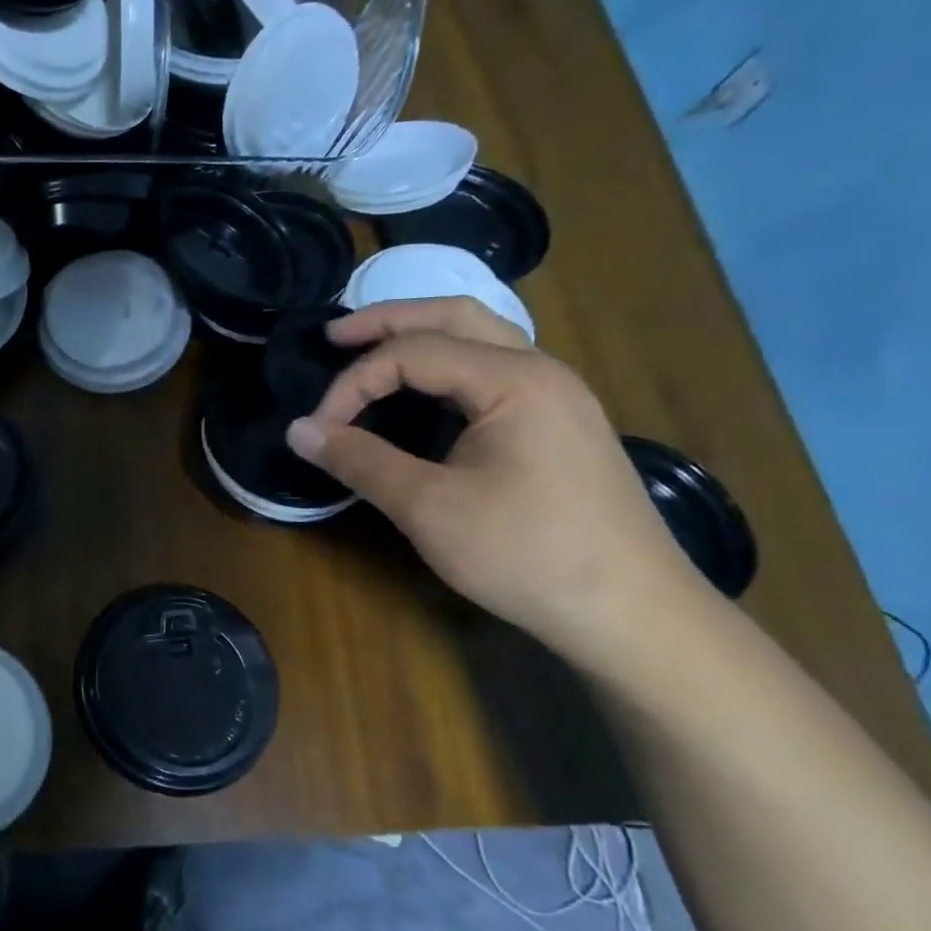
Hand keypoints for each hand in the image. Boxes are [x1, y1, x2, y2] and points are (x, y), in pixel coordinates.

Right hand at [285, 297, 709, 663]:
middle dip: (387, 321)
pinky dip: (448, 364)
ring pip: (480, 338)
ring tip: (371, 352)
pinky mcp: (560, 424)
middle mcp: (540, 371)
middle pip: (454, 317)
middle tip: (333, 340)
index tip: (318, 428)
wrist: (632, 613)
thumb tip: (298, 430)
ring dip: (421, 336)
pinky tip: (426, 392)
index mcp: (513, 380)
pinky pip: (495, 369)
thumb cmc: (527, 554)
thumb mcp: (429, 508)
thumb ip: (360, 460)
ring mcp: (558, 396)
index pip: (411, 353)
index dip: (353, 382)